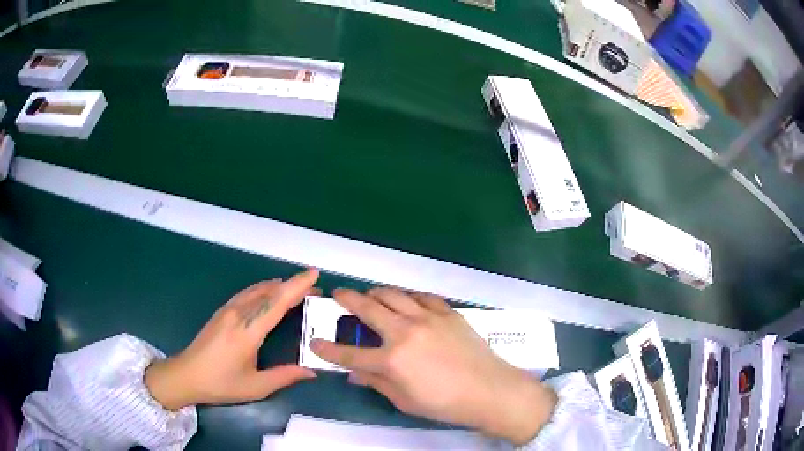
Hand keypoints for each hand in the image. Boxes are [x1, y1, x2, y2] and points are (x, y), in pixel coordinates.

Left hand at [145, 269, 319, 409]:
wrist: (186, 375)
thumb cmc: (220, 384)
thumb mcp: (255, 387)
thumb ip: (284, 376)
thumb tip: (311, 371)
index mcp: (247, 331)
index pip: (276, 302)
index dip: (297, 286)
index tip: (314, 274)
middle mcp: (238, 314)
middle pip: (269, 291)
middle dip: (293, 286)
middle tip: (315, 290)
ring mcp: (227, 310)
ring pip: (257, 289)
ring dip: (279, 286)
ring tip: (297, 290)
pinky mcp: (222, 312)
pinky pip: (247, 293)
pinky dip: (265, 289)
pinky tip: (270, 295)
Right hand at [310, 287, 556, 444]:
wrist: (489, 390)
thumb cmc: (444, 403)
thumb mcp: (404, 401)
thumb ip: (377, 383)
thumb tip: (355, 373)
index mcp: (392, 360)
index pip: (349, 354)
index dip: (328, 349)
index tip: (315, 342)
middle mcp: (405, 332)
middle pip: (368, 308)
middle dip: (347, 299)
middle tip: (338, 294)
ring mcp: (428, 318)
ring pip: (393, 295)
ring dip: (376, 293)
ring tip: (370, 296)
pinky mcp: (448, 312)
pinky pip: (421, 297)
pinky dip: (408, 297)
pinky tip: (406, 301)